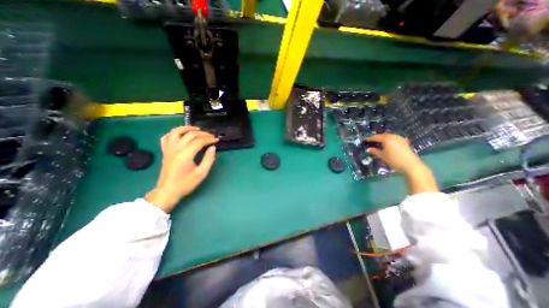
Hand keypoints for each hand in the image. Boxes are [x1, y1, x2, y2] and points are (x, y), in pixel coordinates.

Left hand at [146, 125, 219, 211]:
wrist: (168, 191)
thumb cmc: (186, 184)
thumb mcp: (201, 173)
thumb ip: (209, 159)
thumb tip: (213, 147)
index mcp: (185, 155)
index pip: (199, 141)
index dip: (209, 139)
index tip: (217, 140)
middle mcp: (176, 149)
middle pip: (190, 134)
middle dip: (203, 133)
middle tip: (211, 136)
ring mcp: (169, 149)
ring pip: (176, 132)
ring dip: (187, 128)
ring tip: (197, 129)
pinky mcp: (165, 151)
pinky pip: (166, 138)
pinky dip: (174, 133)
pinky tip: (181, 134)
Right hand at [364, 134, 422, 172]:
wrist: (410, 164)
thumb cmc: (394, 159)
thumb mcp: (382, 156)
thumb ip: (374, 151)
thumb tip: (368, 149)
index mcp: (386, 138)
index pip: (376, 137)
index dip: (369, 139)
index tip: (364, 140)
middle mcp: (393, 136)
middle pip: (382, 136)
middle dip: (376, 138)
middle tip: (370, 141)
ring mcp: (399, 138)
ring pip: (388, 137)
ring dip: (382, 139)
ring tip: (378, 143)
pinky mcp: (404, 142)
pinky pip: (393, 139)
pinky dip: (388, 141)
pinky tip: (386, 145)